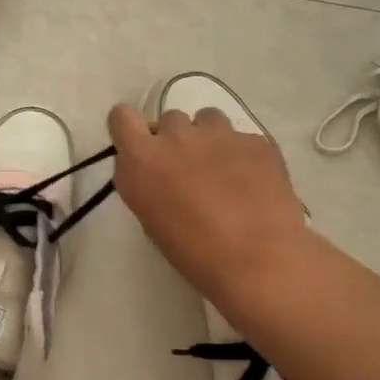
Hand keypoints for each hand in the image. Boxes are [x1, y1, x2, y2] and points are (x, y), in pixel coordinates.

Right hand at [107, 101, 317, 320]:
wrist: (258, 262)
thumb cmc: (193, 252)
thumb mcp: (149, 217)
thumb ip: (143, 180)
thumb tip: (152, 169)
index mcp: (142, 158)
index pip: (121, 116)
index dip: (131, 128)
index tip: (142, 147)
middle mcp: (176, 136)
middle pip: (169, 119)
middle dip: (175, 139)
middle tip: (189, 170)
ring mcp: (220, 134)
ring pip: (207, 119)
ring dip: (208, 139)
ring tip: (223, 171)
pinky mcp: (256, 141)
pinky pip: (242, 138)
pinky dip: (243, 155)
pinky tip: (254, 184)